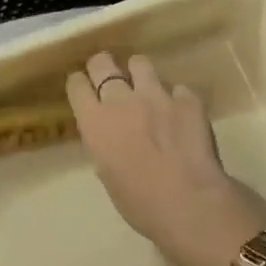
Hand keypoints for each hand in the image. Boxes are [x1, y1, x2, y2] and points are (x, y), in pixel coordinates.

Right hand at [66, 52, 265, 265]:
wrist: (189, 202)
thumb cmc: (139, 202)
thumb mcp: (108, 175)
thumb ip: (105, 147)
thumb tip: (111, 141)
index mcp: (95, 122)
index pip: (76, 85)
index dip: (80, 85)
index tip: (85, 91)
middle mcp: (121, 100)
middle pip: (102, 63)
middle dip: (103, 66)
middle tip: (110, 77)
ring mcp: (156, 95)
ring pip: (140, 63)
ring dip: (140, 74)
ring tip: (146, 89)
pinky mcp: (188, 99)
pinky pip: (178, 88)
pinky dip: (176, 99)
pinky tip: (181, 116)